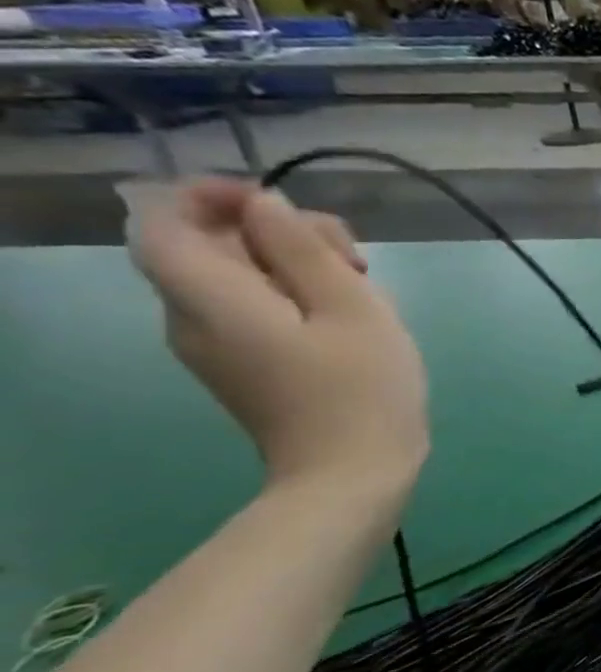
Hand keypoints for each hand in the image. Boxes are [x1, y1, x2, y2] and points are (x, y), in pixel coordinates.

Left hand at [127, 178, 426, 491]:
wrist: (353, 474)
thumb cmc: (360, 389)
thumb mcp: (352, 308)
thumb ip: (302, 249)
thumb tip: (265, 207)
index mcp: (211, 300)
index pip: (166, 223)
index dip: (212, 197)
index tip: (283, 204)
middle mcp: (193, 318)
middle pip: (210, 246)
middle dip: (278, 233)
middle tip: (354, 257)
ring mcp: (216, 346)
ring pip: (239, 276)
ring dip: (297, 265)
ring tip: (364, 288)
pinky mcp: (245, 364)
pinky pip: (253, 307)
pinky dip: (297, 295)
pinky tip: (349, 315)